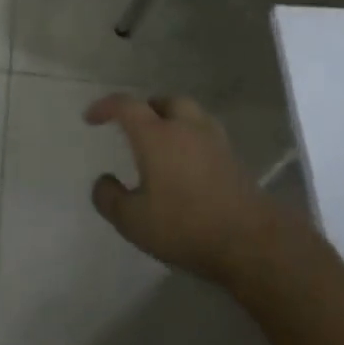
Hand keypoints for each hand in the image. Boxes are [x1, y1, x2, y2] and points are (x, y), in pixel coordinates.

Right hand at [84, 94, 284, 282]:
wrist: (252, 242)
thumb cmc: (185, 226)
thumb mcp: (133, 221)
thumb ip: (109, 198)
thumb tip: (103, 181)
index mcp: (156, 135)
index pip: (126, 106)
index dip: (105, 106)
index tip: (91, 118)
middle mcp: (186, 128)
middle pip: (165, 102)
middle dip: (146, 108)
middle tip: (134, 126)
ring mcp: (215, 142)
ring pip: (191, 115)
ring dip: (173, 120)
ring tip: (163, 142)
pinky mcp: (235, 160)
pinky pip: (207, 136)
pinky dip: (192, 140)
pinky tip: (189, 165)